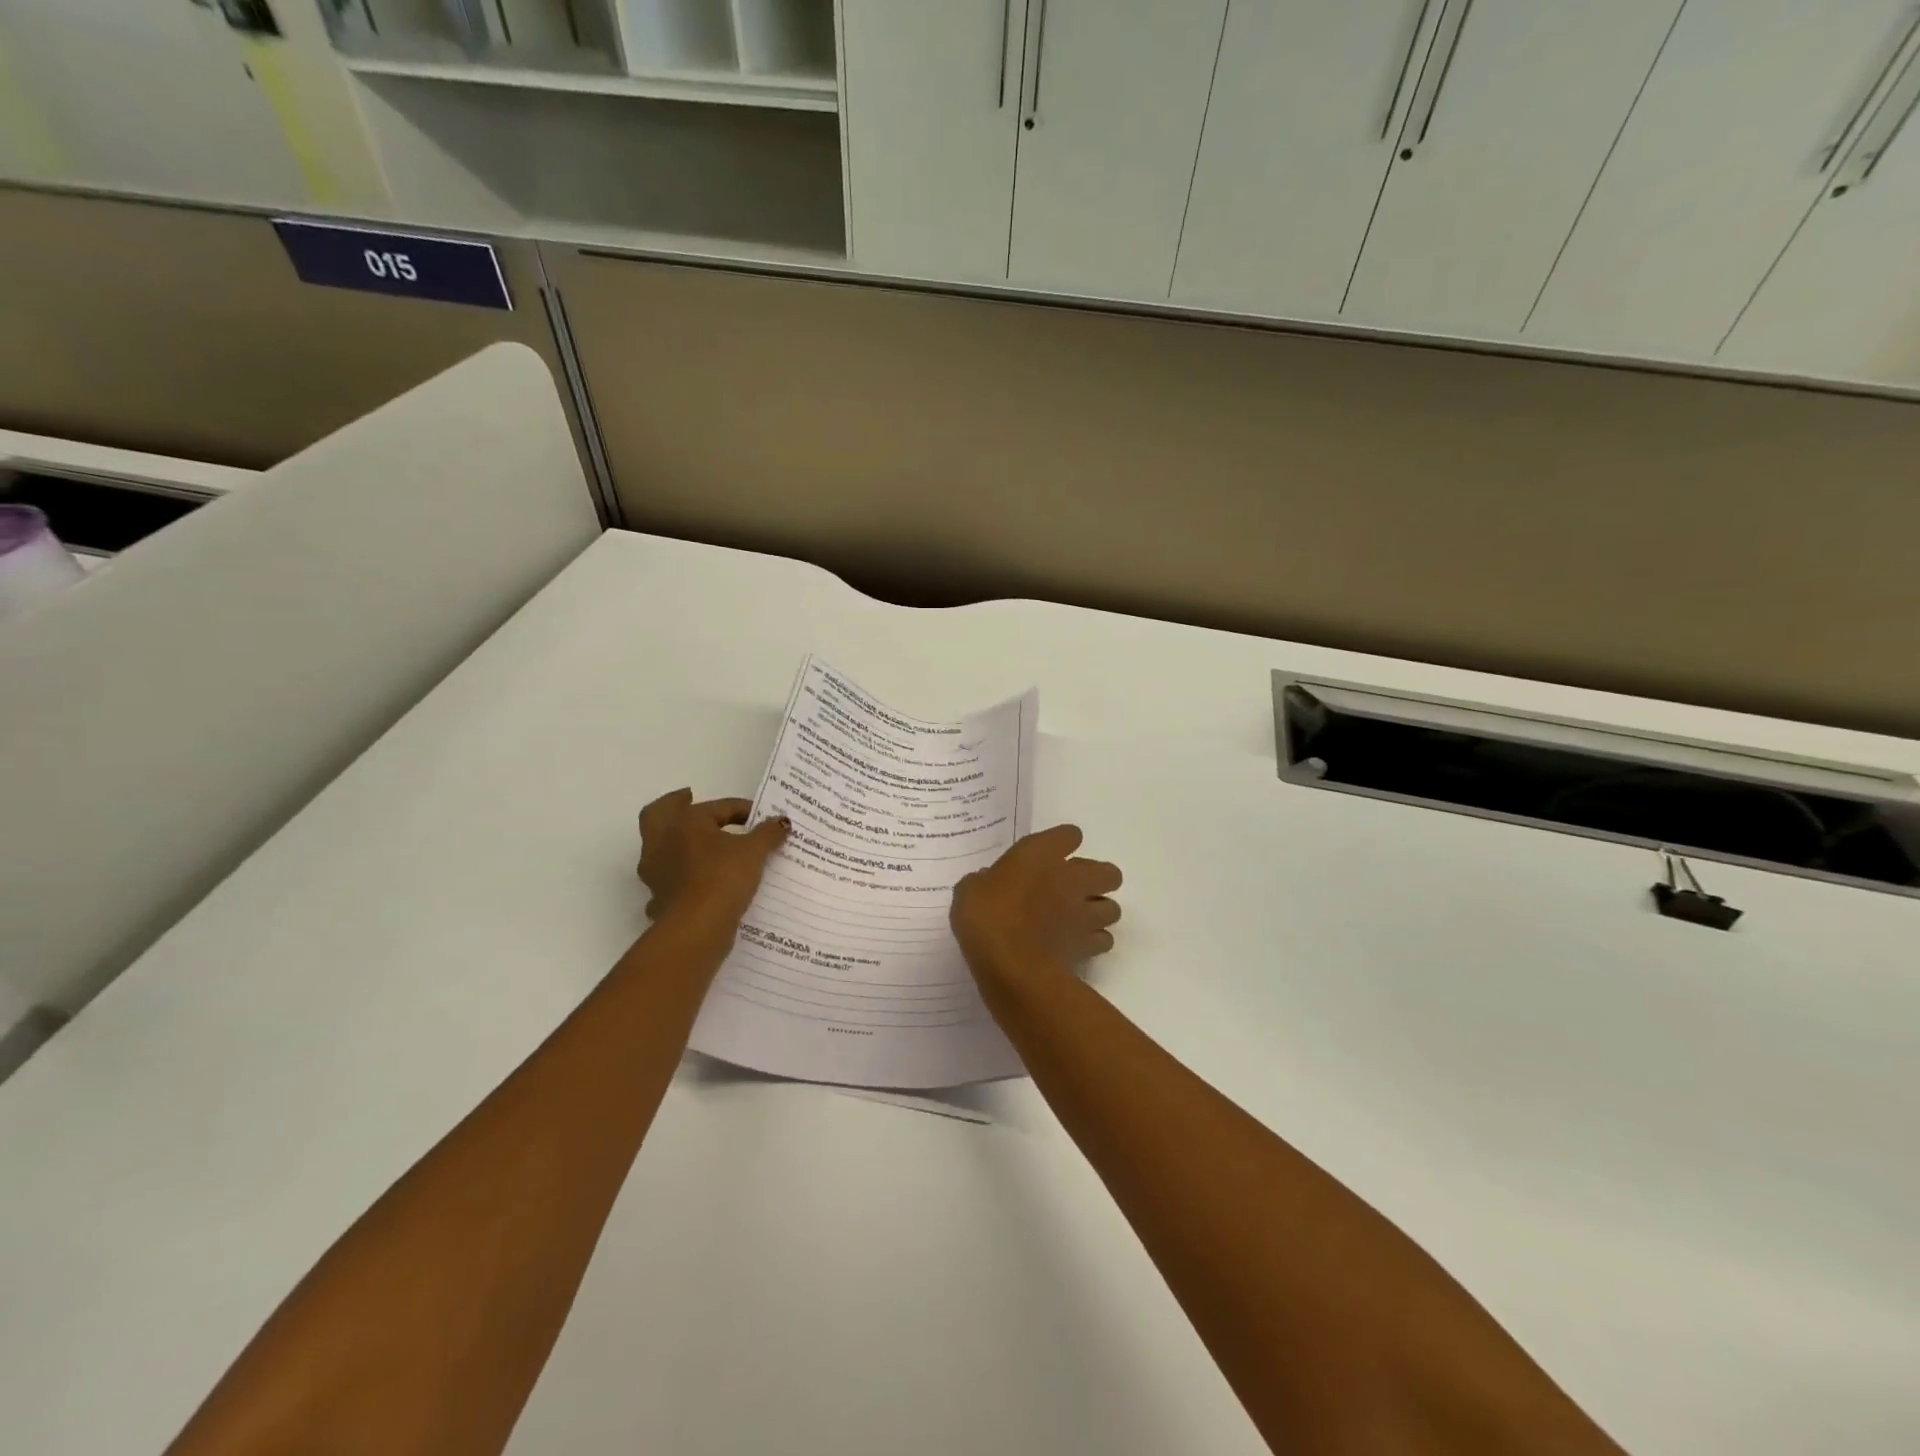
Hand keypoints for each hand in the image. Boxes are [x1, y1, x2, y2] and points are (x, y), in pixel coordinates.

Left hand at [637, 790, 787, 932]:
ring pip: (658, 848)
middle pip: (658, 813)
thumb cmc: (723, 877)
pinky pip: (666, 881)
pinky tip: (693, 883)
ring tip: (699, 846)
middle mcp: (662, 842)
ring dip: (675, 844)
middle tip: (689, 800)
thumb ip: (768, 833)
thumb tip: (782, 822)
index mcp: (686, 822)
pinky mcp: (657, 899)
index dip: (743, 808)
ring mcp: (656, 872)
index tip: (763, 817)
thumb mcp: (754, 851)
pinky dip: (678, 879)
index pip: (717, 807)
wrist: (696, 927)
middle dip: (674, 805)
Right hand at [951, 825, 1122, 992]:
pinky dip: (1094, 942)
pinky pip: (1103, 940)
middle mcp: (1071, 878)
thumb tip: (987, 883)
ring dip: (1099, 912)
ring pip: (1113, 908)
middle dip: (1097, 879)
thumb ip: (982, 882)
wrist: (1011, 965)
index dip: (1062, 843)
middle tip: (1072, 890)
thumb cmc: (986, 917)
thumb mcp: (969, 891)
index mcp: (1042, 854)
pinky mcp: (1088, 946)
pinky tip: (1074, 945)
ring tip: (1077, 920)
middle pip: (1109, 872)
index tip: (1049, 855)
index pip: (1069, 834)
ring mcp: (1084, 913)